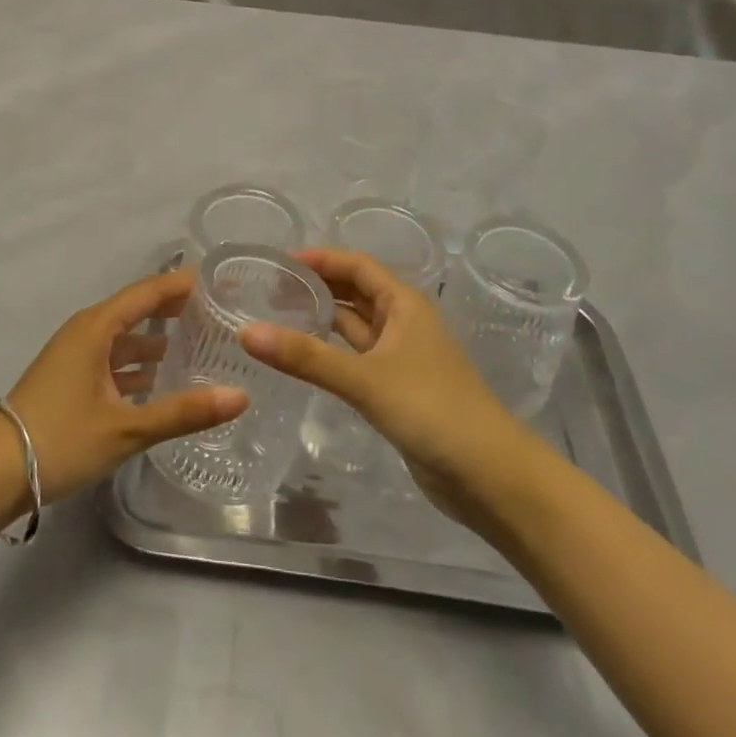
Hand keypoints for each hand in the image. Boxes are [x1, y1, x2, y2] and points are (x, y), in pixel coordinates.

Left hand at [0, 270, 248, 507]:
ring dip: (161, 339)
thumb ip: (183, 412)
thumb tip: (240, 396)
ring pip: (128, 336)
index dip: (187, 284)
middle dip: (179, 309)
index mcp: (98, 326)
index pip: (151, 291)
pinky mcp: (72, 378)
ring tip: (203, 345)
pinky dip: (141, 364)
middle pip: (141, 309)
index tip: (224, 281)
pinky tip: (165, 381)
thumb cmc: (59, 439)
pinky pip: (115, 358)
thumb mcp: (126, 428)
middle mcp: (88, 330)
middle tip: (222, 312)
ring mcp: (77, 354)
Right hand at [238, 248, 527, 528]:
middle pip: (355, 291)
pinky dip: (331, 352)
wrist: (489, 477)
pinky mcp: (396, 390)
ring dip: (323, 318)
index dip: (320, 259)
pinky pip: (356, 358)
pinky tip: (303, 358)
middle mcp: (403, 322)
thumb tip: (247, 333)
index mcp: (404, 304)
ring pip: (355, 326)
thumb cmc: (433, 410)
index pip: (357, 265)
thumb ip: (307, 357)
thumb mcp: (366, 379)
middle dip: (318, 286)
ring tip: (276, 316)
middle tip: (268, 289)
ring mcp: (401, 357)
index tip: (278, 262)